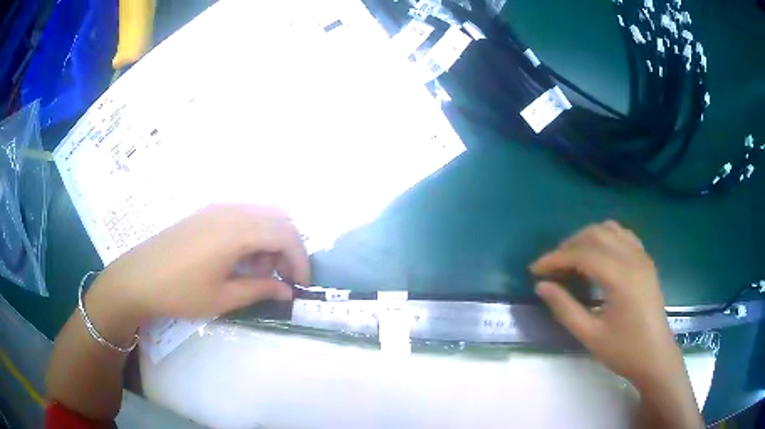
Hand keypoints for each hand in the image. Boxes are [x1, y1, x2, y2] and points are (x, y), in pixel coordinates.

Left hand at [94, 204, 309, 321]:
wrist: (137, 277)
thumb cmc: (179, 292)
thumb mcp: (222, 298)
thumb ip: (259, 289)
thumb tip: (287, 291)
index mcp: (236, 231)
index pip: (286, 235)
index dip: (300, 260)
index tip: (301, 285)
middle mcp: (231, 211)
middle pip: (279, 218)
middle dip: (289, 248)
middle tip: (281, 278)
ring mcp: (216, 208)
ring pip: (261, 214)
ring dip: (270, 240)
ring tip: (256, 271)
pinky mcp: (206, 212)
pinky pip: (242, 215)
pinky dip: (253, 234)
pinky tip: (238, 258)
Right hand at [530, 221, 681, 388]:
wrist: (655, 356)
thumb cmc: (624, 350)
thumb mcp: (590, 335)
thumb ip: (565, 308)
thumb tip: (541, 286)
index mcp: (620, 278)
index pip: (582, 254)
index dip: (555, 258)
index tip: (535, 270)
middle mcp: (632, 259)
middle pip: (595, 235)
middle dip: (568, 246)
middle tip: (551, 267)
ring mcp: (642, 256)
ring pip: (609, 229)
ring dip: (586, 238)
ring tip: (571, 259)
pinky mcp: (646, 260)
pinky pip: (623, 235)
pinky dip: (605, 237)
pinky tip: (597, 255)